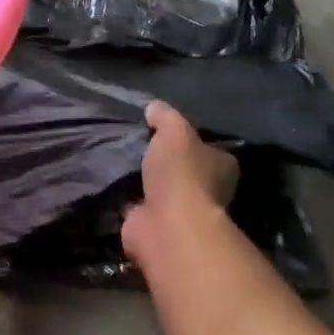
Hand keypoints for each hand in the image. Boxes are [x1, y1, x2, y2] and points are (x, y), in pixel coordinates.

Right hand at [121, 100, 239, 270]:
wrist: (167, 224)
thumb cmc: (181, 173)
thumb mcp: (174, 131)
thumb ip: (165, 117)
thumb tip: (154, 107)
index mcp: (221, 167)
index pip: (209, 150)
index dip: (190, 142)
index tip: (165, 134)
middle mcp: (209, 191)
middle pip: (186, 172)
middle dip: (166, 164)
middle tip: (138, 147)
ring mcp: (183, 212)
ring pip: (162, 190)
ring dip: (145, 182)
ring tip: (120, 163)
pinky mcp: (157, 227)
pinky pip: (141, 207)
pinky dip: (129, 200)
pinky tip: (112, 185)